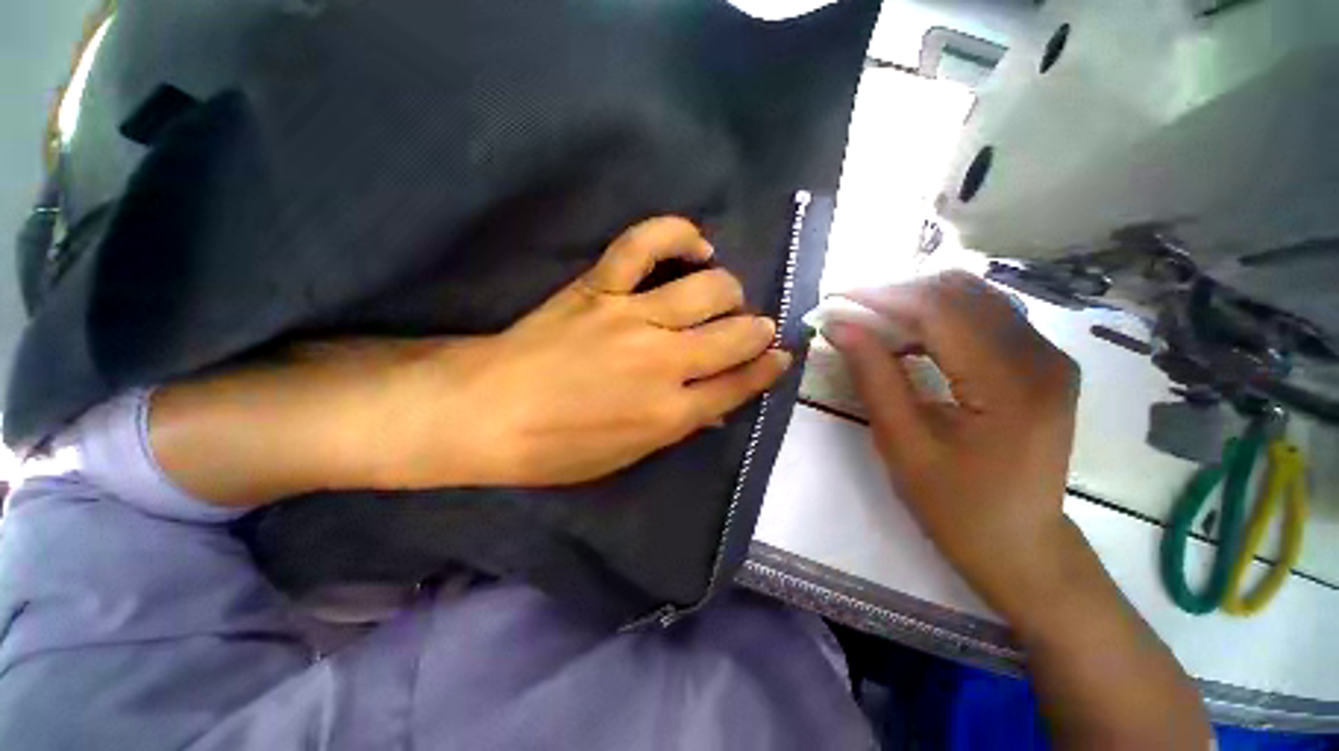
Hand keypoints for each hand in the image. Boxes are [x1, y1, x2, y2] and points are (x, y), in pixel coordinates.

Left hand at [364, 216, 791, 487]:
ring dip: (730, 292)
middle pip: (737, 336)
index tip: (781, 356)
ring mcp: (634, 318)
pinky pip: (647, 244)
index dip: (768, 369)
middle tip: (755, 327)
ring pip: (710, 289)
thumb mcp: (628, 455)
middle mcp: (665, 363)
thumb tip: (717, 406)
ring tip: (725, 296)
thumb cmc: (557, 447)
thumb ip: (678, 426)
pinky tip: (696, 245)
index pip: (740, 384)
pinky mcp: (601, 286)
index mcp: (671, 414)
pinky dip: (679, 234)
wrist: (486, 412)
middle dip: (758, 330)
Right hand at [830, 273, 1210, 749]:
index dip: (879, 296)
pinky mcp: (1034, 368)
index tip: (835, 300)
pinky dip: (934, 319)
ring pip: (970, 301)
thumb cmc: (963, 512)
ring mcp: (1042, 357)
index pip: (935, 305)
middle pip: (956, 293)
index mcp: (1003, 375)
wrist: (1031, 557)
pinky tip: (904, 335)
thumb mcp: (903, 444)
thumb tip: (846, 327)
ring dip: (913, 304)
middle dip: (893, 292)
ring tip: (867, 318)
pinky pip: (979, 322)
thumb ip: (875, 376)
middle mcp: (1034, 352)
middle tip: (846, 307)